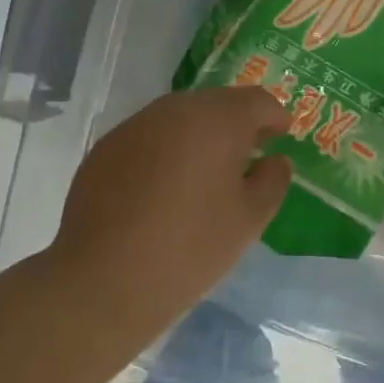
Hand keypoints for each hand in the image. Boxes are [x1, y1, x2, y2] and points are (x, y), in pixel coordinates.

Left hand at [46, 87, 291, 348]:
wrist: (102, 282)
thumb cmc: (189, 248)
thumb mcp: (249, 220)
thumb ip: (273, 180)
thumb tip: (274, 161)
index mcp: (217, 119)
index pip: (258, 100)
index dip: (275, 117)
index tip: (281, 138)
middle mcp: (175, 109)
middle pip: (218, 103)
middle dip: (237, 124)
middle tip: (247, 157)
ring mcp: (135, 125)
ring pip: (181, 117)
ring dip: (200, 135)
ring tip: (205, 174)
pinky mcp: (106, 148)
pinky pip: (150, 137)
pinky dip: (166, 150)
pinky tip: (163, 189)